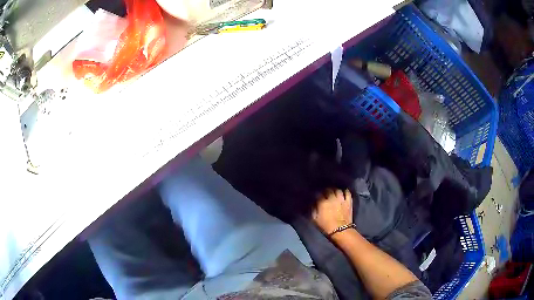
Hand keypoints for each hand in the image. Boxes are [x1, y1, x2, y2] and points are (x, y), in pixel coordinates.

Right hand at [312, 189, 352, 234]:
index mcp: (322, 202)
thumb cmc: (326, 226)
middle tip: (325, 193)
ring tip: (334, 192)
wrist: (340, 231)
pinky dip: (345, 191)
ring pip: (338, 189)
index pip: (318, 193)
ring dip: (335, 190)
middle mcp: (332, 198)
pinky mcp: (348, 201)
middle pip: (328, 189)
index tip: (316, 196)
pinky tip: (343, 192)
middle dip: (326, 190)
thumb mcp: (315, 220)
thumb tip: (313, 203)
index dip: (317, 194)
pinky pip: (347, 192)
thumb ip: (313, 209)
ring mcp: (341, 199)